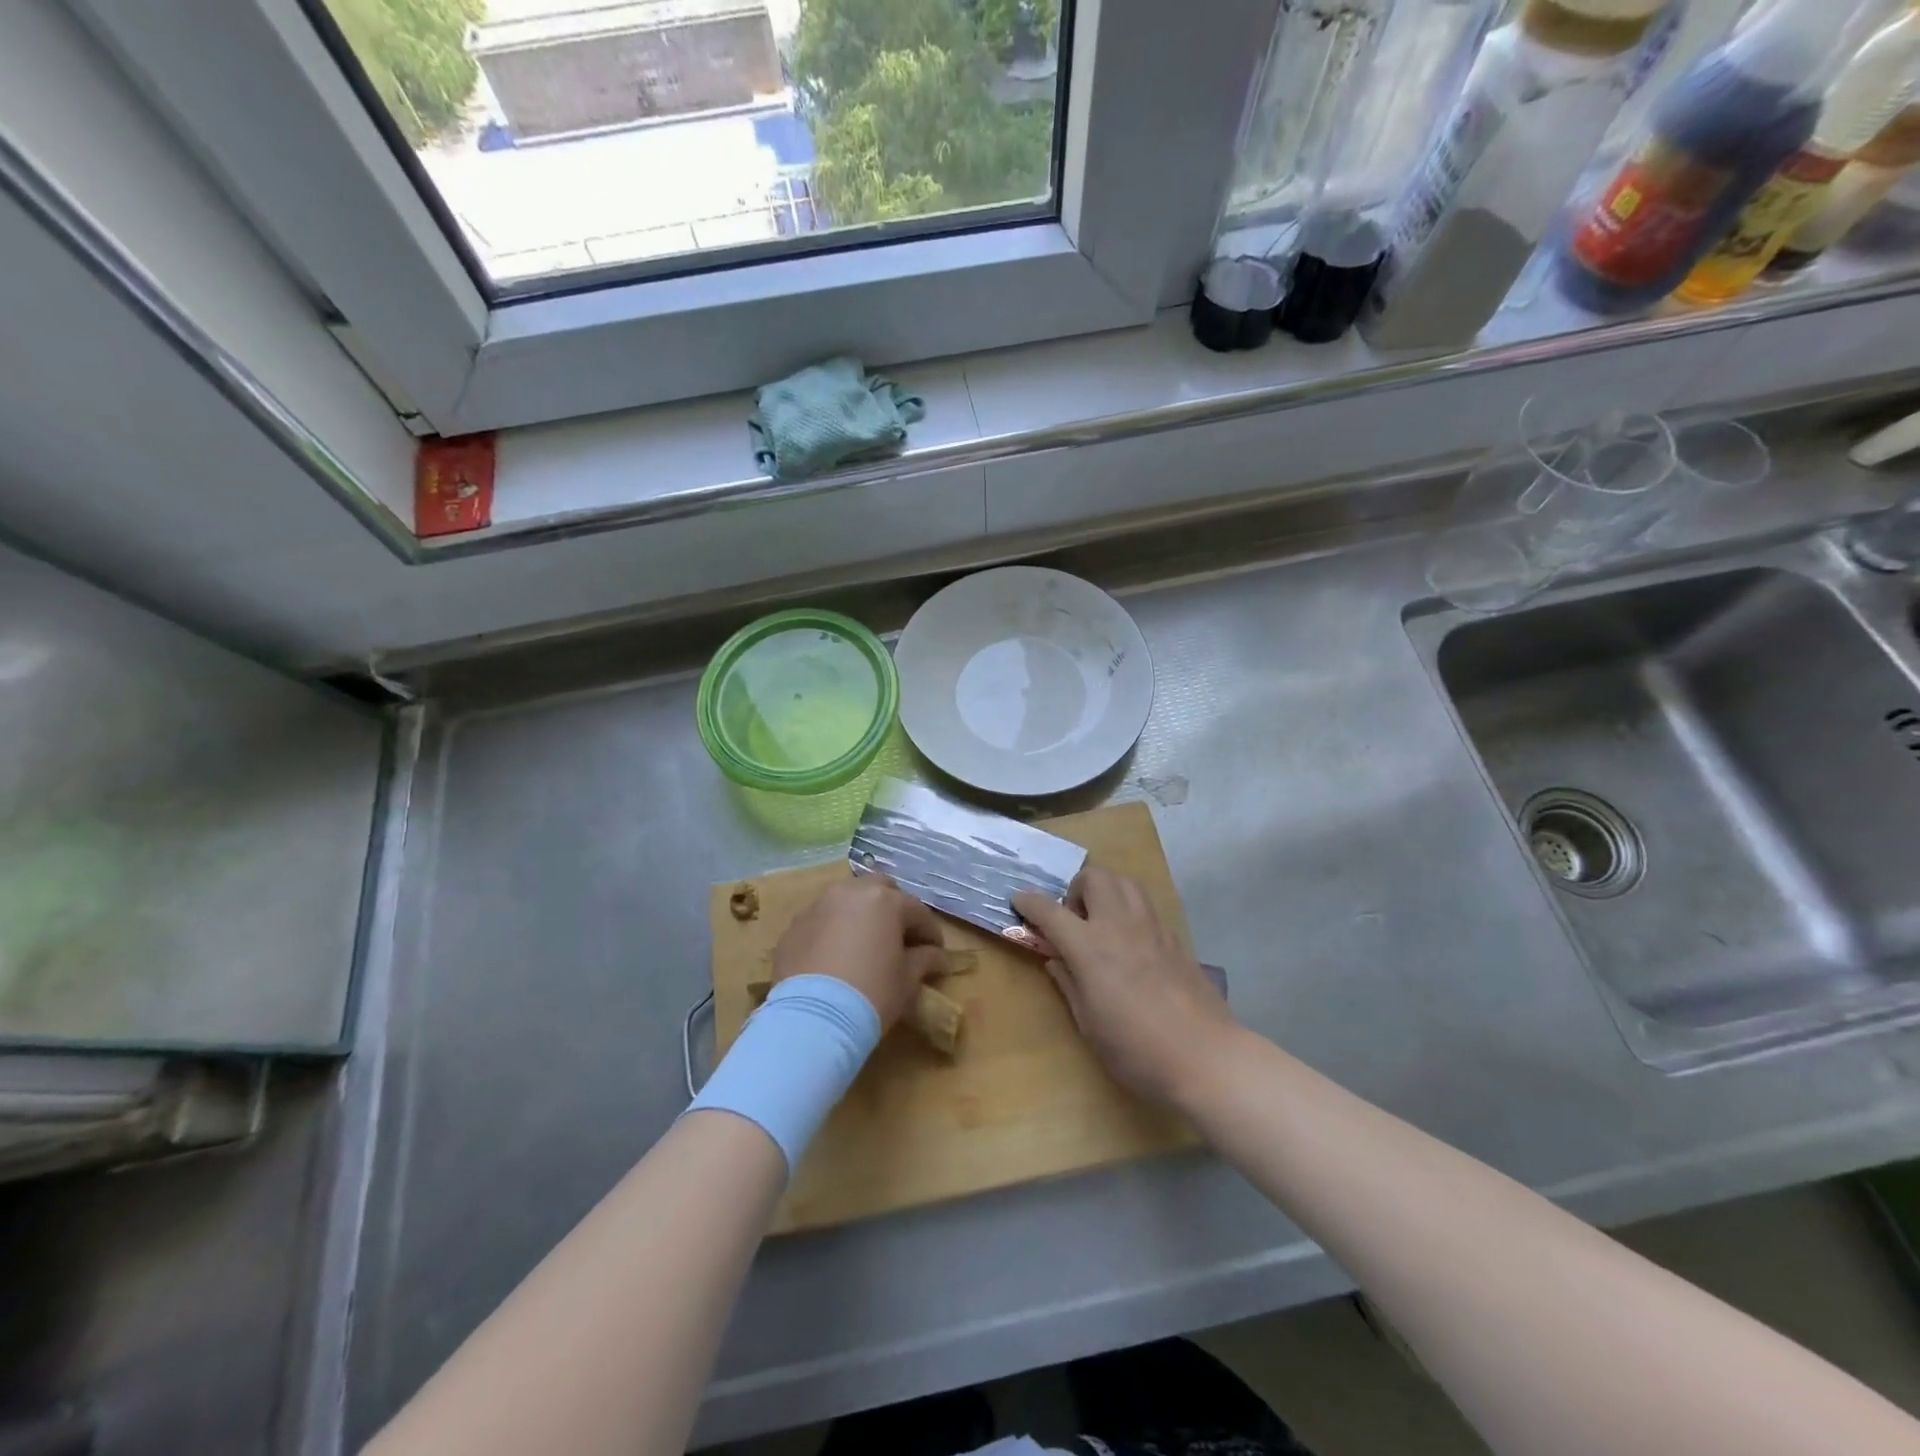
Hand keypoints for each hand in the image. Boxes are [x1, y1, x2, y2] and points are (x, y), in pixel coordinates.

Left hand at [772, 876, 946, 1028]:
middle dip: (892, 908)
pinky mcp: (793, 927)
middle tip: (898, 938)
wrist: (812, 1019)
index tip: (936, 952)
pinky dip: (832, 930)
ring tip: (864, 943)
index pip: (917, 911)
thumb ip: (925, 959)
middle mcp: (849, 893)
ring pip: (846, 900)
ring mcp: (817, 907)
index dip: (930, 932)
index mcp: (884, 900)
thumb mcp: (907, 979)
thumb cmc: (872, 993)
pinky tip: (835, 956)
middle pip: (879, 889)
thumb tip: (937, 956)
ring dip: (860, 915)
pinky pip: (821, 921)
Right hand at [1014, 867, 1235, 1109]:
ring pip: (1125, 882)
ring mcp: (1152, 928)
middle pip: (1095, 877)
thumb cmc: (1136, 1049)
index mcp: (1090, 948)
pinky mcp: (1175, 938)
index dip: (1029, 902)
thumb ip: (1068, 984)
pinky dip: (1130, 911)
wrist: (1204, 1057)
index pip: (1050, 910)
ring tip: (1102, 924)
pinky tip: (1132, 944)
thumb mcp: (1088, 1024)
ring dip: (1106, 891)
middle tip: (1074, 921)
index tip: (1018, 900)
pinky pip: (1146, 906)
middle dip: (1075, 889)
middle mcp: (1120, 925)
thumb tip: (1056, 960)